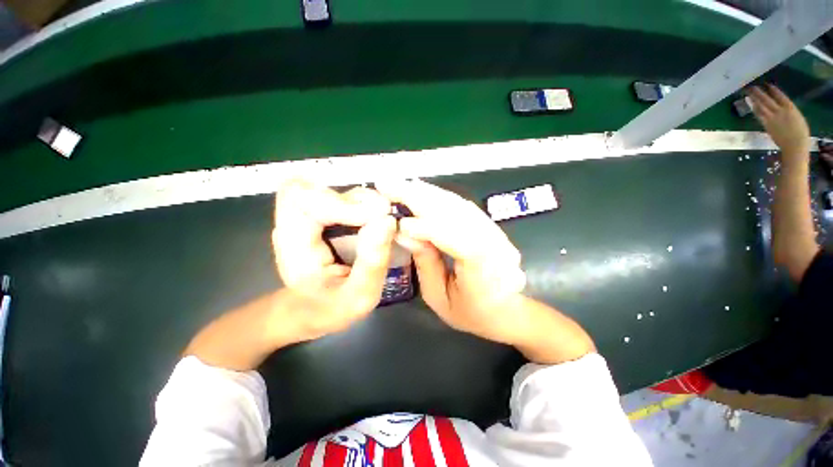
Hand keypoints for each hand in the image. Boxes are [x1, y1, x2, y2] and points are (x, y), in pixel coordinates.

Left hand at [272, 179, 395, 339]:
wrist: (310, 311)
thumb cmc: (329, 309)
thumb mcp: (358, 297)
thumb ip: (371, 263)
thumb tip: (387, 221)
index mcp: (293, 244)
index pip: (303, 200)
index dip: (343, 203)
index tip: (379, 217)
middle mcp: (294, 223)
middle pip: (314, 188)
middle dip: (355, 200)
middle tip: (383, 217)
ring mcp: (306, 216)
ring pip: (329, 188)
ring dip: (361, 200)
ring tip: (382, 222)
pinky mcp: (320, 215)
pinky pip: (338, 196)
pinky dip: (361, 203)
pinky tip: (375, 221)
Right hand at [375, 180, 527, 344]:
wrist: (505, 309)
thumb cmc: (471, 312)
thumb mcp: (440, 298)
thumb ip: (425, 264)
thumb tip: (404, 232)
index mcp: (488, 274)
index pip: (461, 242)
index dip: (431, 229)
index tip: (401, 224)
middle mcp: (497, 247)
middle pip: (459, 214)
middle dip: (421, 199)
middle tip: (390, 186)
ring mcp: (496, 232)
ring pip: (459, 205)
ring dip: (427, 193)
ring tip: (401, 185)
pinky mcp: (489, 225)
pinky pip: (462, 206)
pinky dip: (438, 196)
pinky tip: (421, 190)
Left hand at [748, 85, 810, 157]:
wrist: (794, 144)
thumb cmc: (799, 132)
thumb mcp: (797, 117)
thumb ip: (788, 110)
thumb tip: (781, 106)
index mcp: (790, 107)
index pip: (780, 95)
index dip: (773, 90)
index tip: (767, 84)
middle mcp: (780, 111)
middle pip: (767, 99)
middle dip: (759, 92)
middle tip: (752, 87)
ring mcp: (772, 118)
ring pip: (761, 106)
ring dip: (754, 99)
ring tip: (749, 94)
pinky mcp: (767, 125)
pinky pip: (759, 115)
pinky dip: (755, 109)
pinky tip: (751, 105)